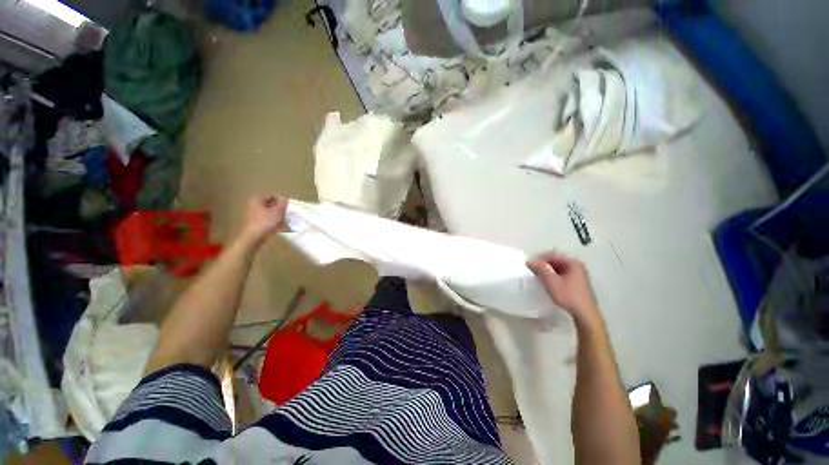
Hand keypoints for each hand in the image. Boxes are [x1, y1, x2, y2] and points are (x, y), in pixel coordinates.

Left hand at [241, 195, 287, 243]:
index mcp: (257, 200)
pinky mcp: (257, 224)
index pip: (273, 196)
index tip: (290, 206)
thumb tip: (285, 199)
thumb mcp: (278, 211)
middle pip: (271, 205)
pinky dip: (276, 223)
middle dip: (281, 209)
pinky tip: (283, 227)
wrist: (254, 237)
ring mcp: (255, 215)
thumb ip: (283, 203)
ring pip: (270, 213)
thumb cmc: (266, 222)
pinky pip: (269, 221)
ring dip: (280, 216)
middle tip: (290, 213)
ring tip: (288, 221)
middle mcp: (254, 206)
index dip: (282, 200)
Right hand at [528, 253, 602, 328]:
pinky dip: (554, 276)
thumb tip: (530, 261)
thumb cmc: (568, 296)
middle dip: (544, 265)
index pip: (553, 255)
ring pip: (559, 268)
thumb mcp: (552, 282)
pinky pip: (563, 274)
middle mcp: (577, 266)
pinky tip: (549, 283)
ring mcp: (579, 275)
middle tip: (534, 271)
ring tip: (539, 277)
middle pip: (556, 261)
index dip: (540, 259)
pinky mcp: (578, 283)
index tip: (530, 265)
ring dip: (548, 271)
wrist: (585, 315)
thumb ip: (541, 269)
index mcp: (573, 263)